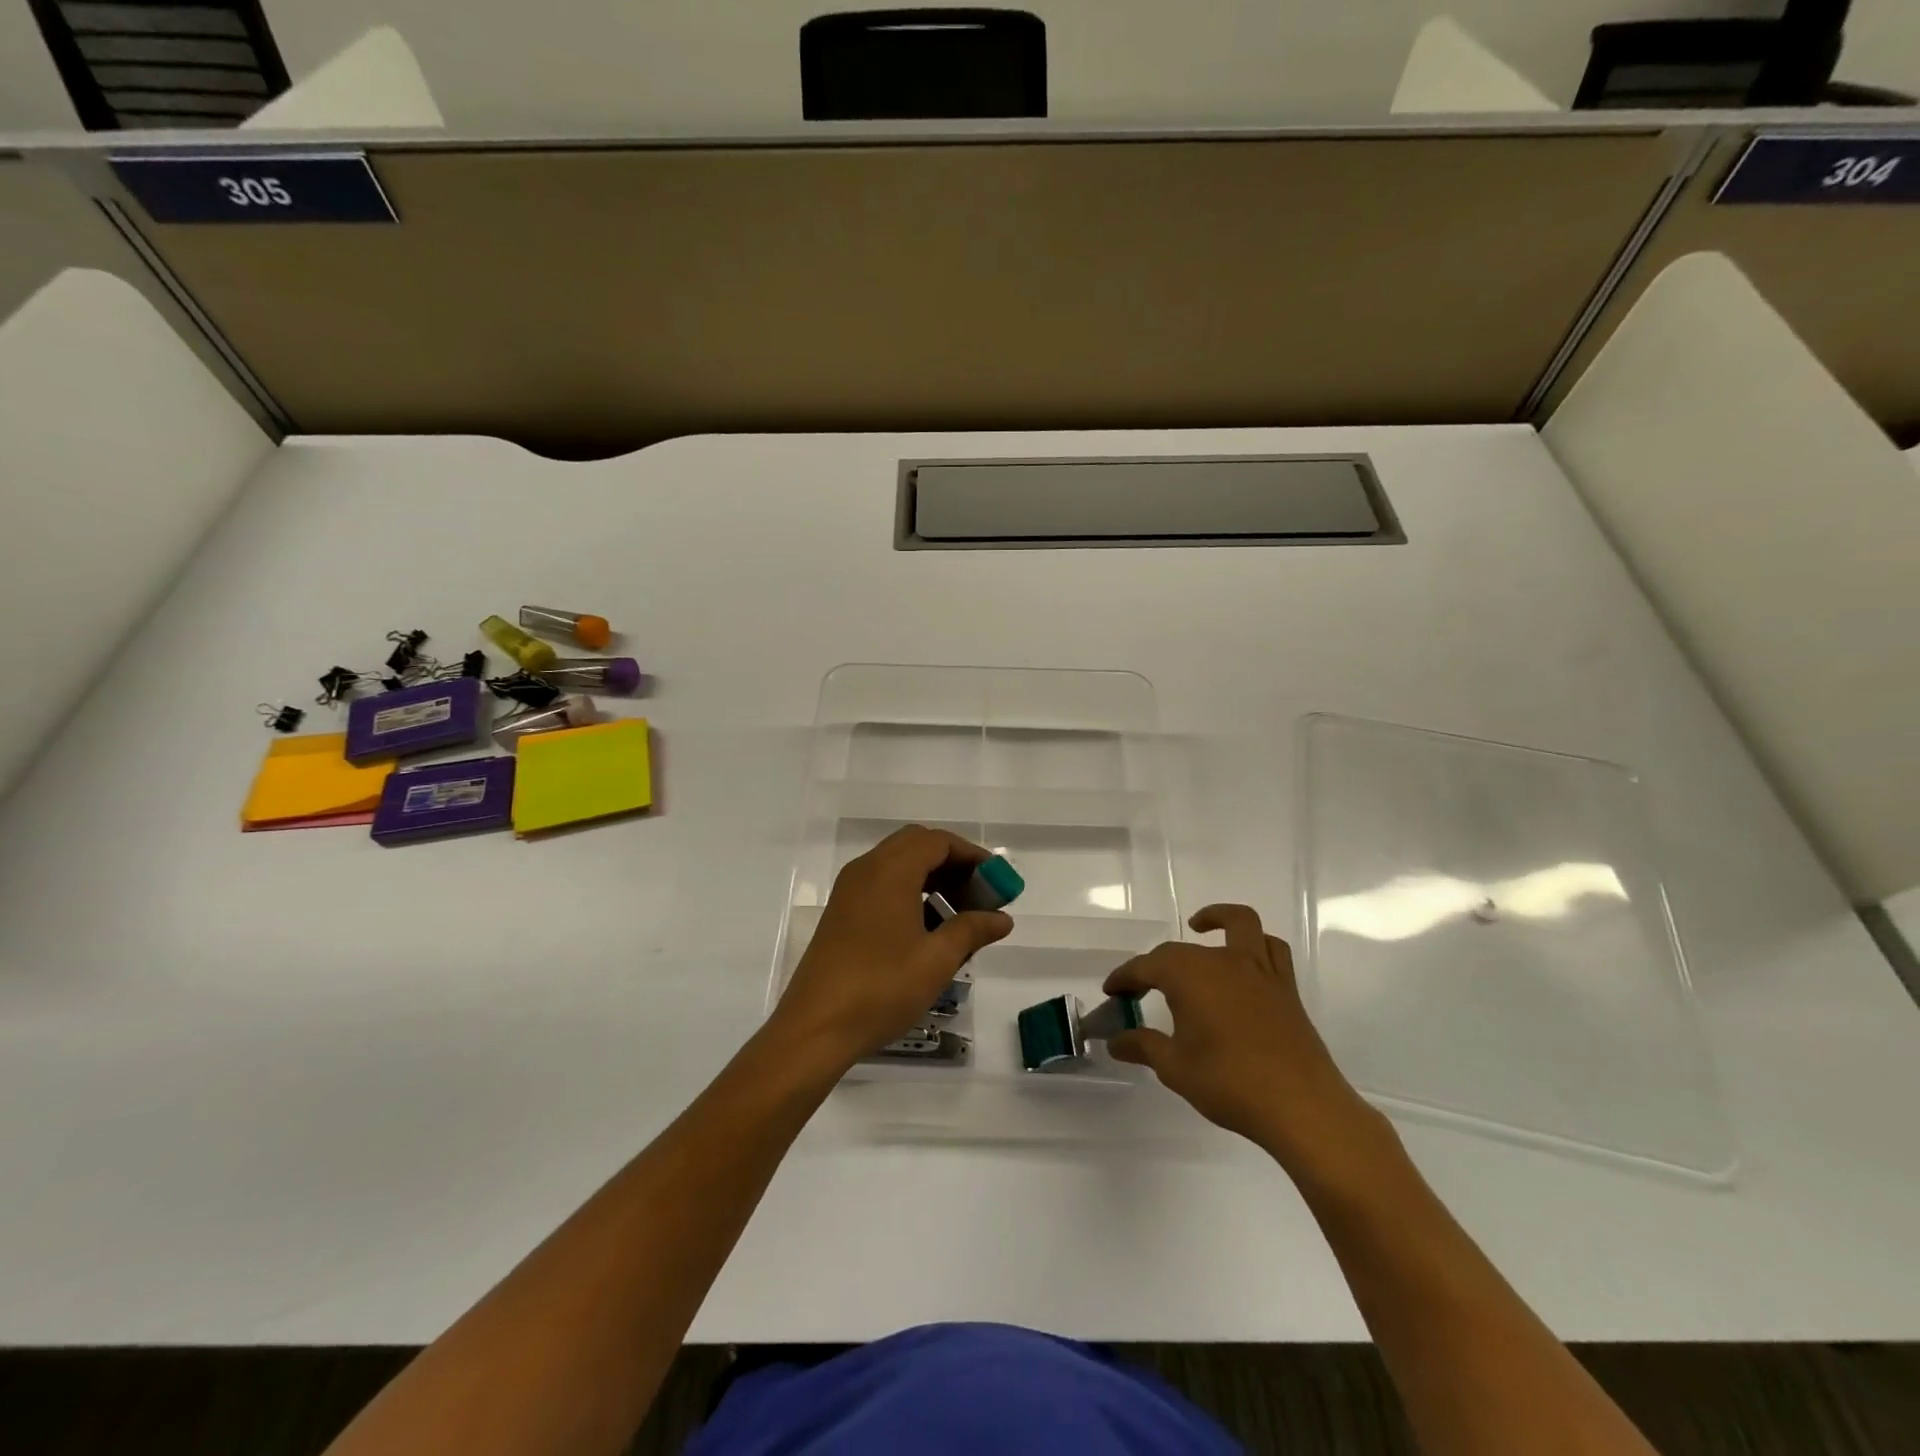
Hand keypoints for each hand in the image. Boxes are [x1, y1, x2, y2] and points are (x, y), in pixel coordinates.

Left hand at [772, 826, 1012, 1069]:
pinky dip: (910, 894)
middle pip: (917, 847)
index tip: (997, 882)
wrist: (815, 1029)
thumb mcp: (936, 960)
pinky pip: (883, 886)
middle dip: (953, 865)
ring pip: (899, 866)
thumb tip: (1002, 918)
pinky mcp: (842, 913)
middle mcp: (867, 870)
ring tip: (960, 918)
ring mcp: (850, 891)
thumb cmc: (881, 988)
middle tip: (980, 896)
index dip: (972, 856)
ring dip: (932, 880)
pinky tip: (928, 932)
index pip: (938, 842)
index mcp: (890, 871)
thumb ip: (972, 930)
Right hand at [1105, 905, 1374, 1168]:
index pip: (1146, 966)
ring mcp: (1258, 970)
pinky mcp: (1284, 987)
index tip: (1111, 992)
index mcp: (1189, 975)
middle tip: (1140, 991)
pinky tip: (1243, 961)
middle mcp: (1222, 961)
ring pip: (1239, 924)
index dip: (1125, 977)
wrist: (1301, 1106)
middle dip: (1155, 965)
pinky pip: (1270, 948)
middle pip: (1180, 951)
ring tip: (1200, 928)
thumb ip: (1143, 1046)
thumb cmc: (1230, 1083)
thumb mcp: (1175, 1068)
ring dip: (1217, 919)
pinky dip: (1255, 943)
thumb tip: (1115, 1041)